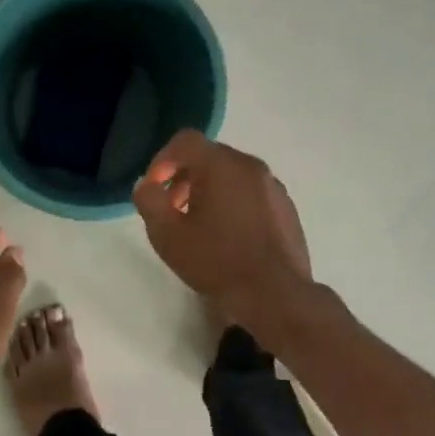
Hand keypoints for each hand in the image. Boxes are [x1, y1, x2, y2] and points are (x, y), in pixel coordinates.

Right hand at [131, 131, 312, 320]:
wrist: (275, 294)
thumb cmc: (216, 261)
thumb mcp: (167, 235)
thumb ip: (149, 201)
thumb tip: (148, 185)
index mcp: (221, 165)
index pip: (185, 141)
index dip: (162, 160)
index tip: (154, 190)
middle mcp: (250, 166)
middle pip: (209, 156)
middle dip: (185, 177)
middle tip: (173, 210)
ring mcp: (273, 186)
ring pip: (232, 175)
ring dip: (210, 191)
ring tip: (199, 226)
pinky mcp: (286, 207)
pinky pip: (251, 193)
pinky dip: (234, 202)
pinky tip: (229, 237)